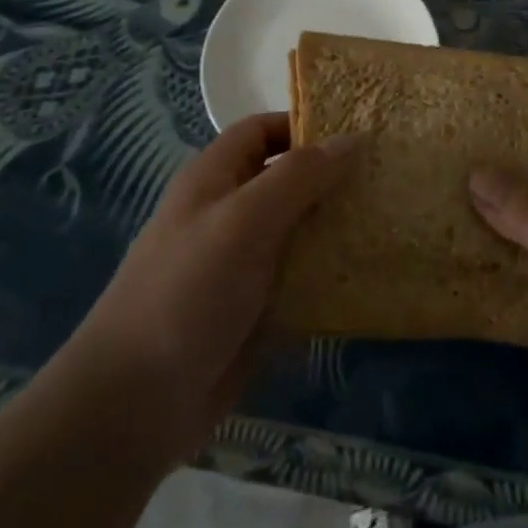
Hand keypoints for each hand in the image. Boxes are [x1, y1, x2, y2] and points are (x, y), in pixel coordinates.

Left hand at [68, 113, 363, 468]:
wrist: (136, 402)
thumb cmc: (188, 291)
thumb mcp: (244, 220)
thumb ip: (299, 176)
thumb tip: (354, 138)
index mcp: (214, 179)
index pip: (262, 131)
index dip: (305, 125)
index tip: (359, 133)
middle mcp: (228, 213)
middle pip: (286, 180)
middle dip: (332, 177)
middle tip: (388, 177)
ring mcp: (241, 264)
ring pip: (298, 230)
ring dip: (336, 226)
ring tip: (390, 219)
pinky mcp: (254, 309)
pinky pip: (299, 278)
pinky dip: (329, 273)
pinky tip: (370, 274)